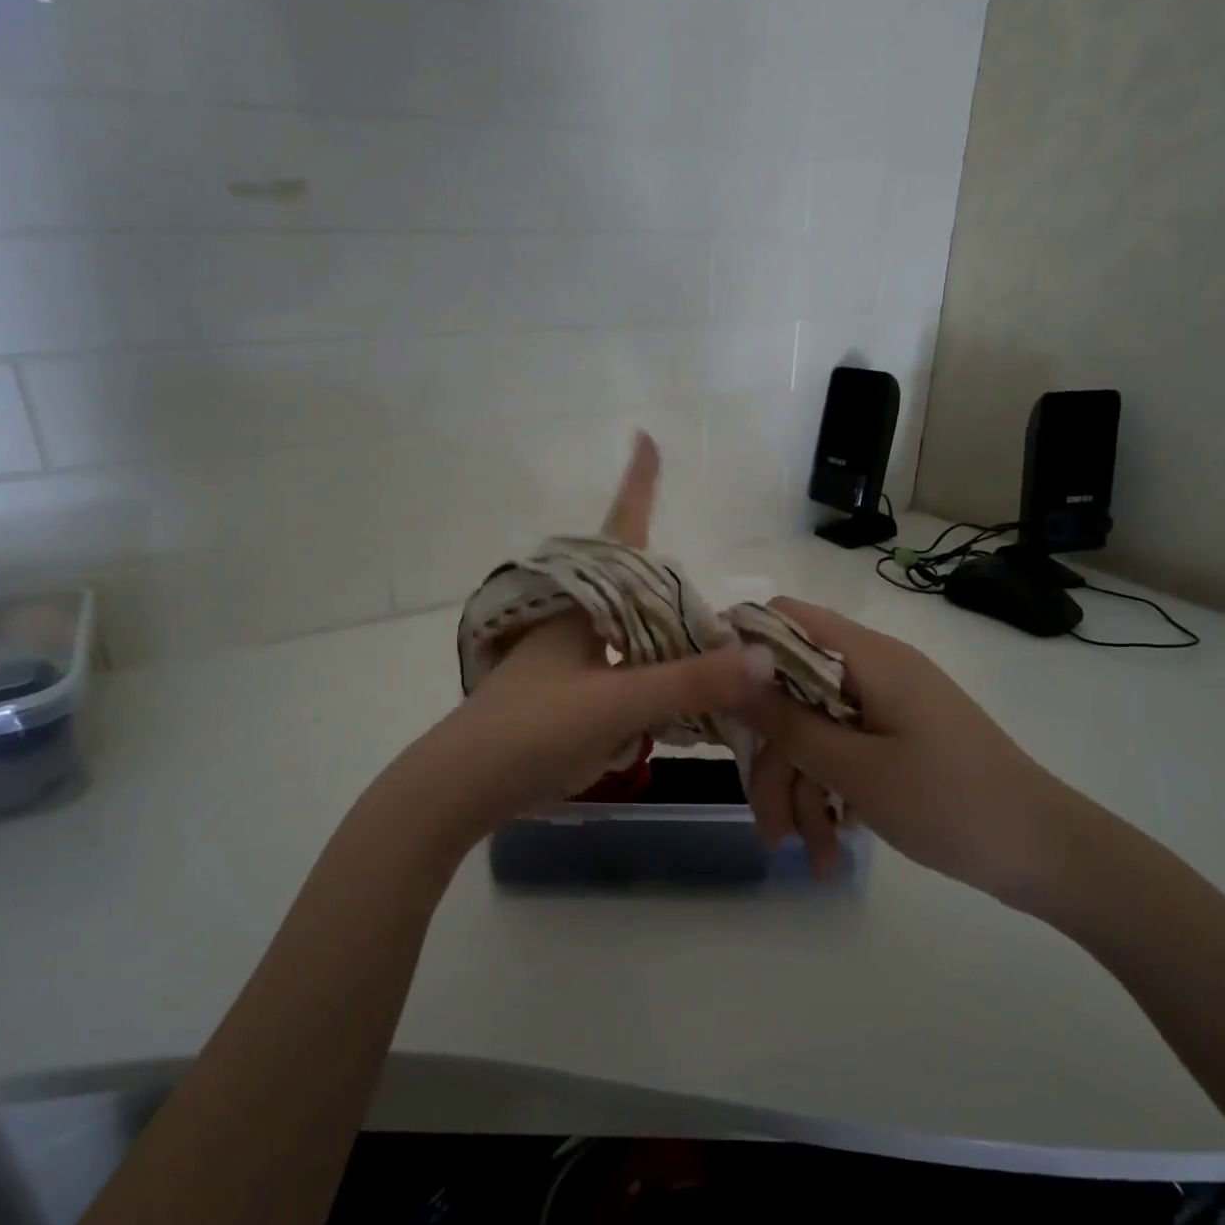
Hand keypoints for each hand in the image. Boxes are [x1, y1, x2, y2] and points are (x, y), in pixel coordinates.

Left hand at [377, 434, 773, 845]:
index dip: (637, 485)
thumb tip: (763, 658)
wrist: (462, 787)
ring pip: (636, 639)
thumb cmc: (531, 730)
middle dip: (679, 594)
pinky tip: (676, 711)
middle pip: (640, 592)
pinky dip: (655, 687)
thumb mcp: (615, 703)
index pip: (620, 531)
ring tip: (714, 666)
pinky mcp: (569, 696)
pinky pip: (626, 676)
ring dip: (672, 649)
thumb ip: (688, 682)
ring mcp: (570, 660)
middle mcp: (577, 622)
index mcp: (582, 605)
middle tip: (726, 619)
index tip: (644, 437)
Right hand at [740, 598, 1097, 909]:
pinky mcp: (897, 738)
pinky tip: (830, 849)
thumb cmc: (950, 803)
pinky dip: (831, 794)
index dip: (741, 648)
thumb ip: (786, 720)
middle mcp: (873, 670)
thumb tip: (727, 669)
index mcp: (867, 657)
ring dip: (801, 791)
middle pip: (792, 691)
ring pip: (814, 732)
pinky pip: (843, 752)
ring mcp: (886, 706)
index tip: (714, 699)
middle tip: (769, 824)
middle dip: (774, 759)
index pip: (784, 617)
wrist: (1050, 855)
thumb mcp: (854, 768)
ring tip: (804, 855)